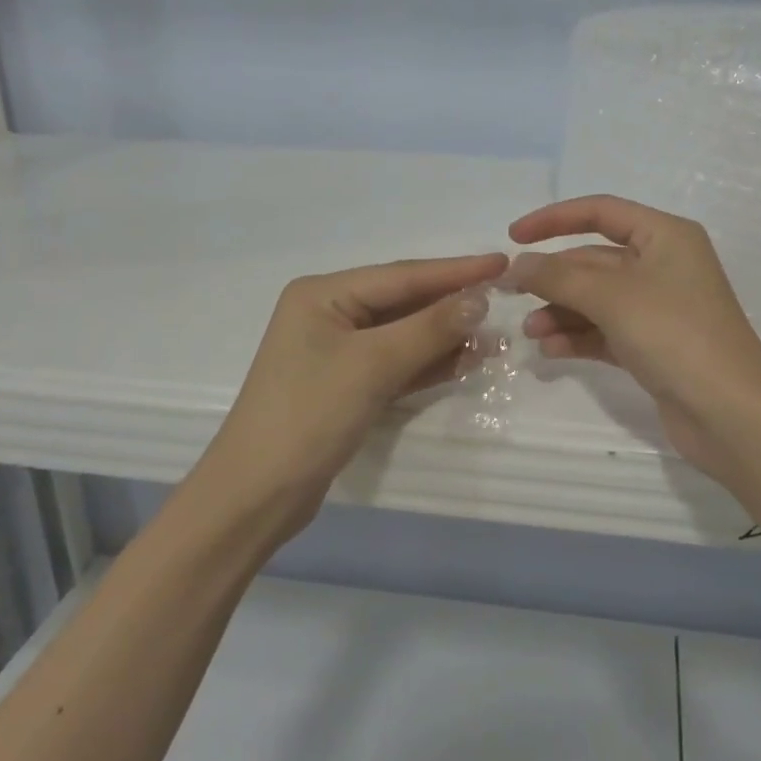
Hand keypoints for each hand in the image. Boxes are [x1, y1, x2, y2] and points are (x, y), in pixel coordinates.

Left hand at [206, 253, 506, 534]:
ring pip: (404, 334)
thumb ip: (429, 328)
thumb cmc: (308, 415)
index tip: (501, 264)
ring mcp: (337, 351)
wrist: (257, 497)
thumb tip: (480, 298)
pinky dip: (428, 363)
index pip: (402, 275)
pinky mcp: (346, 385)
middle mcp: (329, 313)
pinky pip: (396, 363)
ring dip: (445, 337)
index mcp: (323, 294)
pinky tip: (465, 361)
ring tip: (493, 337)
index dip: (455, 271)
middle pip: (404, 302)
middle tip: (503, 300)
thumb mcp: (373, 365)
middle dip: (452, 305)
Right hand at [506, 195, 760, 480]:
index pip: (601, 212)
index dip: (554, 219)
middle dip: (555, 277)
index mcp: (664, 236)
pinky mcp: (655, 346)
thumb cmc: (675, 335)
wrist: (732, 415)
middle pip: (596, 259)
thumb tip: (518, 264)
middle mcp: (664, 265)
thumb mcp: (612, 297)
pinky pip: (607, 330)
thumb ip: (559, 276)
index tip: (514, 236)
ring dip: (562, 310)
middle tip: (511, 293)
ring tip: (530, 331)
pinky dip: (579, 336)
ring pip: (598, 298)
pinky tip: (550, 350)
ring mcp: (660, 308)